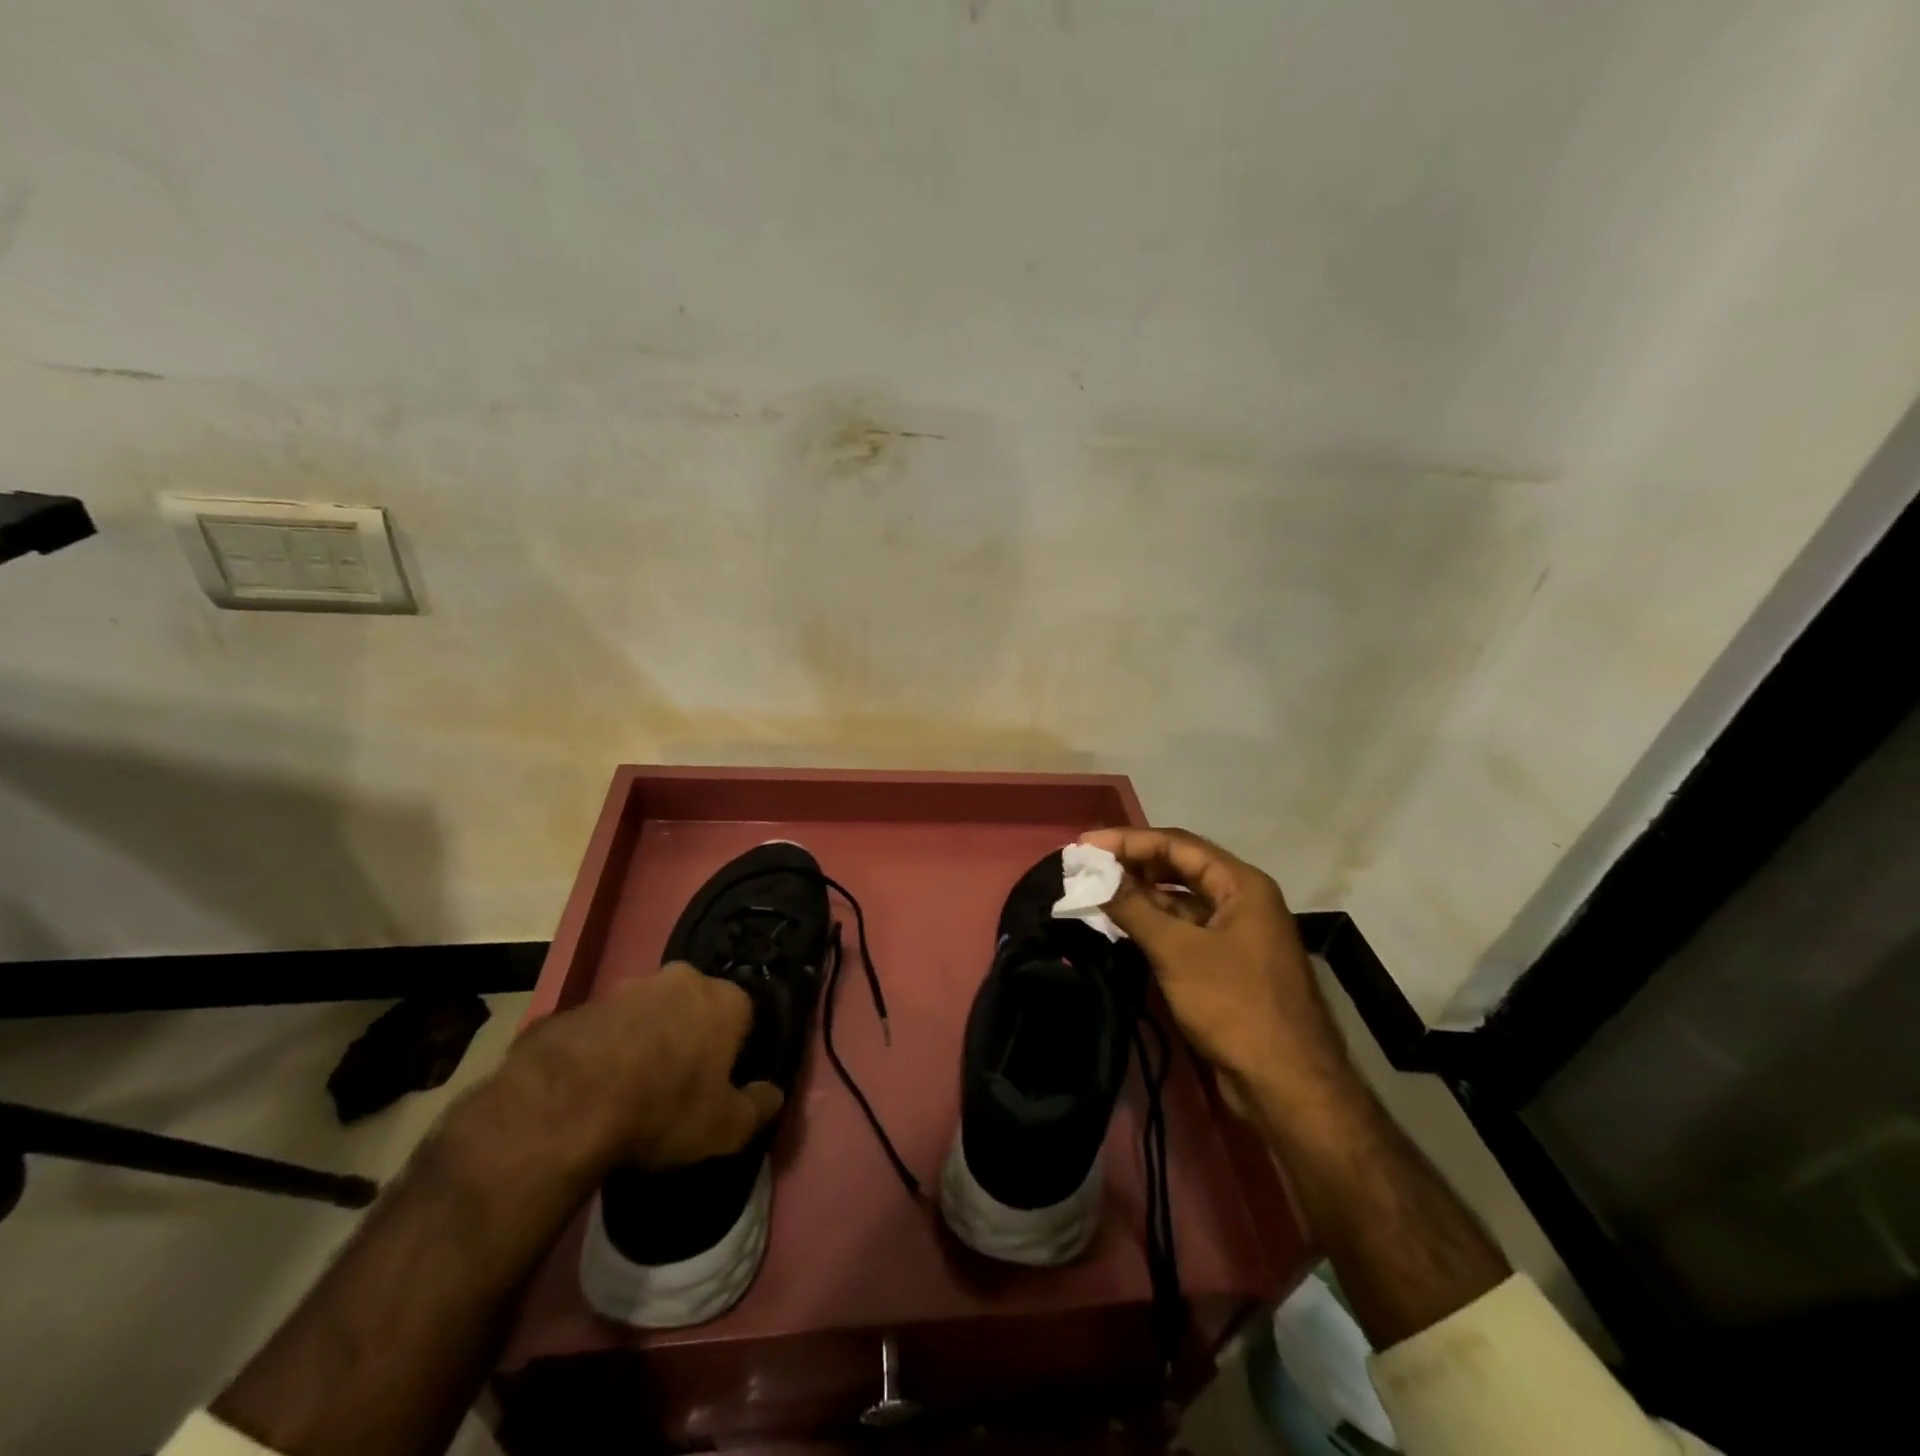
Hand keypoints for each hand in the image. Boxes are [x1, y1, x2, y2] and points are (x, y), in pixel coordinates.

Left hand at [484, 964, 784, 1176]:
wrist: (566, 1104)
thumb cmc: (664, 1109)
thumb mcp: (726, 1127)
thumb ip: (758, 1107)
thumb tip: (774, 1094)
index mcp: (725, 999)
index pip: (745, 1014)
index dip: (736, 1048)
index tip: (722, 1080)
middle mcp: (682, 979)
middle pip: (696, 1005)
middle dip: (692, 1033)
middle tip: (679, 1080)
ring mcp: (628, 987)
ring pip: (650, 1011)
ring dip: (648, 1038)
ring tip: (632, 1086)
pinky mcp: (582, 1004)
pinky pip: (607, 1027)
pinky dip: (607, 1048)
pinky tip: (595, 1086)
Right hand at [1079, 827, 1354, 1110]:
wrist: (1287, 1085)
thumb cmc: (1234, 1004)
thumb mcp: (1177, 951)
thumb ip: (1134, 908)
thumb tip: (1094, 875)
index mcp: (1241, 885)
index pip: (1178, 845)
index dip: (1129, 841)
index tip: (1085, 844)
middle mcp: (1241, 901)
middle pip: (1180, 868)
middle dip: (1133, 865)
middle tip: (1088, 867)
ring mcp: (1235, 934)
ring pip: (1180, 901)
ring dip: (1141, 896)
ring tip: (1096, 893)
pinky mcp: (1226, 965)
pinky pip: (1184, 930)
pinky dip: (1153, 925)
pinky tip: (1122, 927)